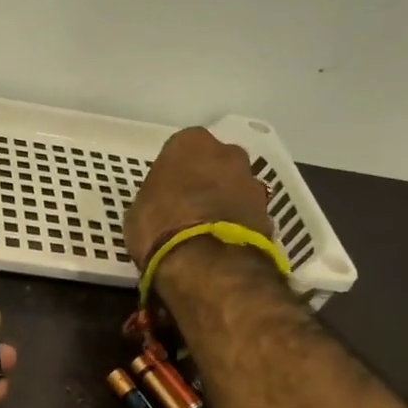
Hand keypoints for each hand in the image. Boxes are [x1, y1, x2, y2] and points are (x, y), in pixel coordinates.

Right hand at [124, 127, 274, 270]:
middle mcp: (228, 153)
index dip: (173, 173)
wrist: (208, 263)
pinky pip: (247, 215)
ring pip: (235, 188)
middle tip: (188, 209)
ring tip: (206, 233)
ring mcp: (253, 183)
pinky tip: (221, 247)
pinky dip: (237, 226)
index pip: (181, 150)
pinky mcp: (270, 214)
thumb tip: (162, 207)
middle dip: (206, 181)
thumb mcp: (137, 212)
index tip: (166, 192)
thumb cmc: (160, 228)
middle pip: (215, 164)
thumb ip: (154, 199)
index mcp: (190, 143)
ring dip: (225, 204)